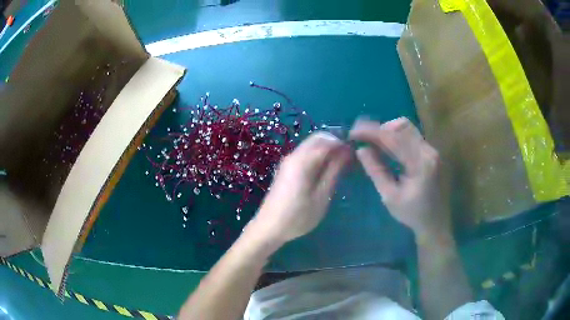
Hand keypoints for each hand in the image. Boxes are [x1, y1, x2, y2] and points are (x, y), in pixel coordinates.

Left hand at [250, 132, 350, 244]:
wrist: (269, 227)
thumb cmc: (298, 216)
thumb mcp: (321, 196)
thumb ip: (334, 171)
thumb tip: (346, 152)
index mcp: (302, 160)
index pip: (327, 141)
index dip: (344, 144)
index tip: (356, 155)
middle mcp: (294, 155)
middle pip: (318, 138)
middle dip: (336, 144)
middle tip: (349, 159)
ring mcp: (289, 161)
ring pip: (312, 145)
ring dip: (328, 150)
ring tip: (341, 166)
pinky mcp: (287, 168)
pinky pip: (306, 154)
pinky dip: (319, 156)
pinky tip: (326, 171)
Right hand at [349, 117, 450, 238]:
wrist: (436, 223)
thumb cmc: (413, 214)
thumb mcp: (390, 196)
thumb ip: (376, 171)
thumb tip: (361, 149)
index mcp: (420, 163)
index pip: (393, 137)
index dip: (370, 132)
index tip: (352, 133)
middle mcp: (429, 150)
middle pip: (402, 125)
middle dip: (380, 128)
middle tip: (363, 139)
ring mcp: (432, 150)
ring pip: (408, 128)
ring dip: (388, 131)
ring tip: (373, 143)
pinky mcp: (432, 153)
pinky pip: (412, 136)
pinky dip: (397, 138)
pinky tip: (388, 148)